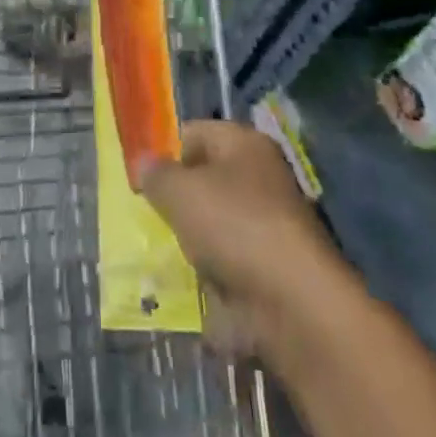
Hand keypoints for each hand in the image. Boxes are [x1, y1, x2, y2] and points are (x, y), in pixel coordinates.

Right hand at [137, 120, 351, 356]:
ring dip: (192, 239)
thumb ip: (156, 174)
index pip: (193, 132)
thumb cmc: (234, 227)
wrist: (296, 304)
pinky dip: (213, 272)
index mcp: (244, 143)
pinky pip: (231, 260)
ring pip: (217, 222)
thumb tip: (143, 163)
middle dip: (177, 199)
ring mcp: (271, 222)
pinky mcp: (275, 266)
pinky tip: (192, 284)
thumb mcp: (179, 192)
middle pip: (205, 178)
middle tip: (148, 217)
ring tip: (166, 254)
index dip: (164, 152)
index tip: (139, 179)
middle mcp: (262, 175)